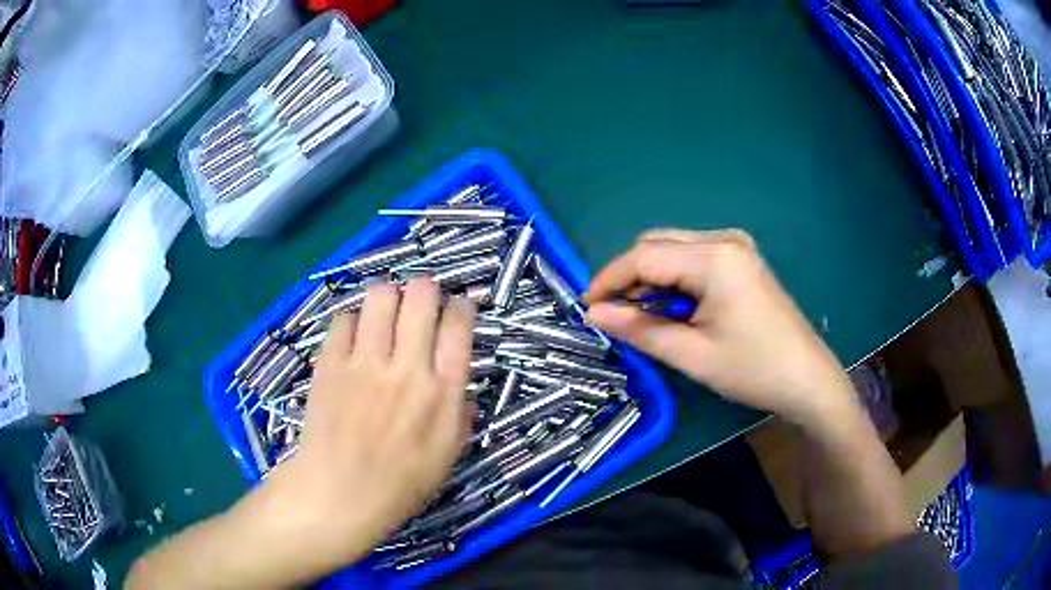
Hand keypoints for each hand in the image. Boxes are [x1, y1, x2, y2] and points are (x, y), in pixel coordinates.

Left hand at [262, 279, 476, 571]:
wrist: (339, 493)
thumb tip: (461, 389)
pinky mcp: (330, 362)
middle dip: (426, 288)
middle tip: (420, 300)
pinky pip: (343, 318)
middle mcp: (407, 366)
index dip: (462, 306)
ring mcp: (365, 361)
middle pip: (421, 295)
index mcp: (443, 391)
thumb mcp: (448, 456)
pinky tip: (353, 337)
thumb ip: (460, 415)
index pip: (459, 324)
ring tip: (385, 310)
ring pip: (380, 295)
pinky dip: (352, 321)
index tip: (457, 309)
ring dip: (388, 295)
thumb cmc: (400, 483)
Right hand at [585, 229, 858, 431]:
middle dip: (630, 277)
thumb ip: (639, 329)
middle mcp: (724, 239)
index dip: (610, 279)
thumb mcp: (691, 354)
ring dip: (652, 278)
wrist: (807, 379)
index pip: (644, 256)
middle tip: (616, 315)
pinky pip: (693, 258)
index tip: (588, 307)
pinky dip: (674, 279)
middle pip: (657, 244)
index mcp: (713, 257)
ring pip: (673, 249)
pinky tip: (675, 307)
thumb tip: (594, 314)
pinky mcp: (742, 259)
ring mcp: (736, 247)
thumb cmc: (752, 369)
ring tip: (644, 316)